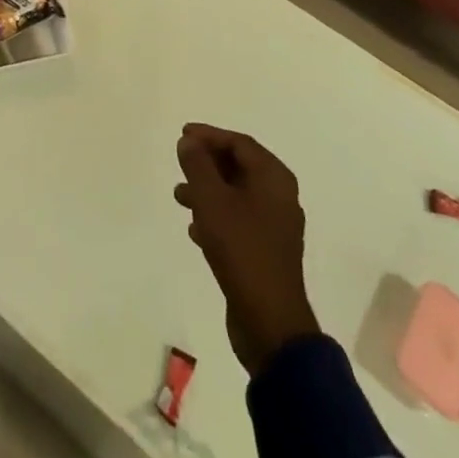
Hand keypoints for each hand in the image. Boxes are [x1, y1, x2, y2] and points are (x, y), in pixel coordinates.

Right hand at [175, 123, 320, 376]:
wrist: (270, 322)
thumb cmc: (242, 249)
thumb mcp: (212, 201)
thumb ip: (198, 166)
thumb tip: (189, 142)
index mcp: (274, 178)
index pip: (239, 143)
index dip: (209, 136)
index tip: (183, 135)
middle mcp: (280, 196)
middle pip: (239, 167)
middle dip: (207, 164)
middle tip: (181, 163)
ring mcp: (275, 226)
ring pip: (236, 195)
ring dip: (208, 191)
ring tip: (179, 197)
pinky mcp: (267, 252)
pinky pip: (239, 221)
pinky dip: (217, 217)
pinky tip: (194, 230)